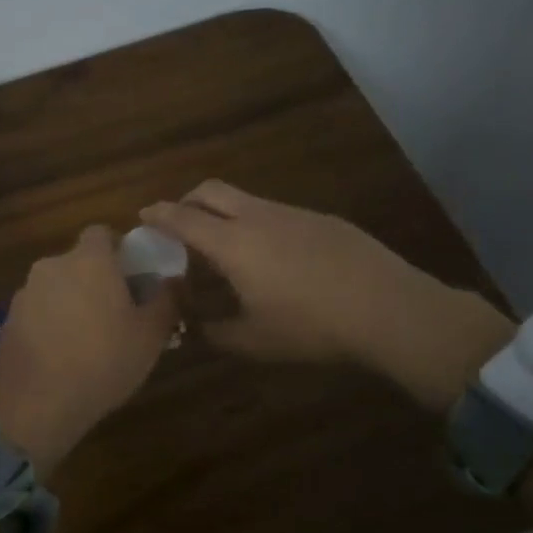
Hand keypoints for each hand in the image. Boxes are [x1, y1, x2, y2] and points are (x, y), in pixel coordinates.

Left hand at [0, 226, 178, 472]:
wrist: (40, 402)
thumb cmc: (105, 361)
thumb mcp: (151, 335)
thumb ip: (167, 299)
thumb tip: (174, 280)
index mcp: (89, 261)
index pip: (102, 233)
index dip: (118, 249)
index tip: (132, 276)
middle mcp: (53, 266)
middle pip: (78, 262)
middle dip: (95, 279)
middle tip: (116, 312)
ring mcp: (25, 292)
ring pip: (56, 286)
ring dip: (71, 301)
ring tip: (87, 338)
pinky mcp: (8, 319)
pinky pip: (36, 311)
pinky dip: (49, 323)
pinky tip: (60, 354)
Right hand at [140, 181, 514, 414]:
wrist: (389, 310)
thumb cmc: (311, 327)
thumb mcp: (253, 341)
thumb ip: (213, 332)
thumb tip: (191, 327)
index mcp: (233, 244)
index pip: (183, 218)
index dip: (158, 215)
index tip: (143, 215)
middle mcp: (258, 218)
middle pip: (210, 191)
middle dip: (186, 200)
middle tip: (178, 223)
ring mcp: (293, 214)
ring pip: (245, 199)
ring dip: (223, 212)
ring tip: (224, 245)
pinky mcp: (322, 220)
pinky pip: (275, 212)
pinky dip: (256, 223)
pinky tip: (272, 256)